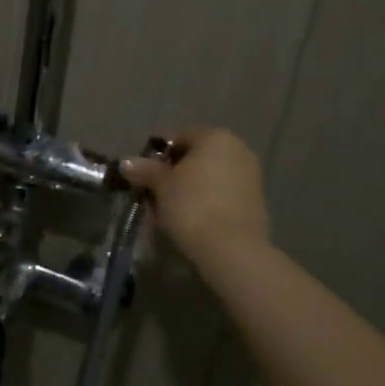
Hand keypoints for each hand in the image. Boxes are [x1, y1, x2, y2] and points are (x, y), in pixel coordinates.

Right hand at [119, 126, 270, 257]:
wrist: (232, 249)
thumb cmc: (192, 205)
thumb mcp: (160, 185)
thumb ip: (144, 170)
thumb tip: (127, 163)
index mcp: (215, 137)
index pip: (181, 136)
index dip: (159, 154)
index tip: (145, 174)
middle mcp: (238, 150)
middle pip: (198, 156)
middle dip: (176, 172)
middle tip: (155, 192)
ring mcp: (251, 176)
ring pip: (210, 177)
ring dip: (191, 188)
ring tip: (170, 210)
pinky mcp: (257, 202)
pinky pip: (223, 194)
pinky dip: (207, 202)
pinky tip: (192, 220)